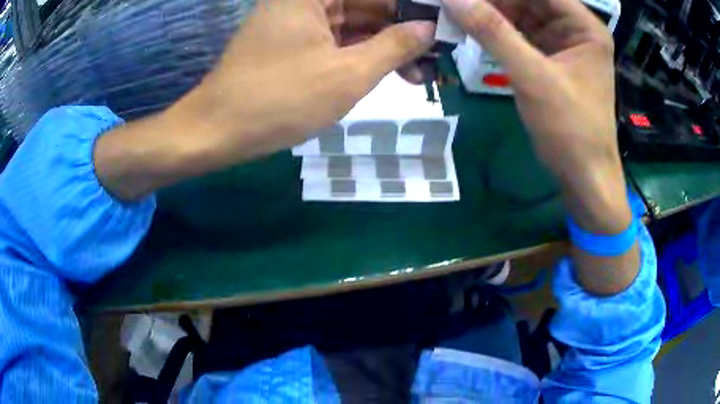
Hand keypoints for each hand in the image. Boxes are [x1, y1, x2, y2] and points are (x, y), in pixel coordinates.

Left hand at [95, 0, 434, 199]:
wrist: (218, 131)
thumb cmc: (278, 100)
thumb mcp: (348, 74)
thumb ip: (394, 45)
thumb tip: (428, 29)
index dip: (412, 7)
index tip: (440, 26)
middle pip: (367, 4)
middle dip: (404, 29)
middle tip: (436, 55)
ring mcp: (299, 19)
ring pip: (356, 23)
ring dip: (387, 45)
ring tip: (421, 73)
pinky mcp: (294, 40)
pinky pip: (339, 38)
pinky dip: (363, 53)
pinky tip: (390, 72)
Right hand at [442, 0, 637, 294]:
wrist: (583, 177)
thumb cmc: (571, 129)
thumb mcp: (532, 77)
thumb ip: (493, 32)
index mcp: (584, 26)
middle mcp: (575, 29)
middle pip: (529, 0)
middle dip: (494, 1)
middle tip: (458, 4)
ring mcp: (562, 44)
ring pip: (521, 14)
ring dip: (492, 14)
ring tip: (459, 15)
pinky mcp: (550, 59)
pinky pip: (520, 34)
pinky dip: (497, 32)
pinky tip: (473, 31)